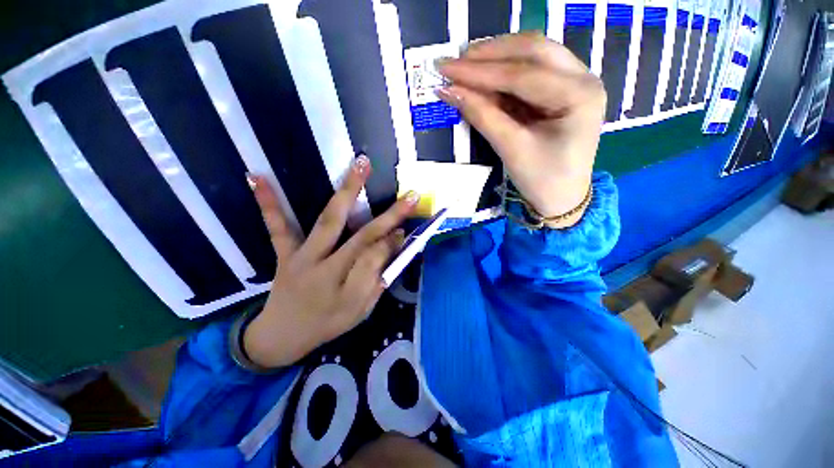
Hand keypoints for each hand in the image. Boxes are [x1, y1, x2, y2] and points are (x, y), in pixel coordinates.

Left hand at [244, 156, 418, 368]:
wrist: (282, 337)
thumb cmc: (327, 324)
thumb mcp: (359, 310)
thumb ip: (376, 278)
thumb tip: (393, 243)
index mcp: (345, 289)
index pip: (377, 258)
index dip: (392, 242)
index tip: (406, 229)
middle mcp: (325, 268)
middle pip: (361, 237)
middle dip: (388, 215)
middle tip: (409, 195)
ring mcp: (301, 257)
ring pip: (328, 221)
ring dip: (347, 192)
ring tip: (360, 164)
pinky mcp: (284, 253)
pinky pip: (277, 227)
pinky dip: (268, 203)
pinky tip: (256, 177)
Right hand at [438, 32, 604, 227]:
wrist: (562, 199)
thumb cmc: (542, 180)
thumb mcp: (511, 150)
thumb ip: (482, 116)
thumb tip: (449, 91)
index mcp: (579, 96)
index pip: (522, 74)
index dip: (480, 72)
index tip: (447, 68)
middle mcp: (583, 78)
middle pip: (533, 51)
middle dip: (491, 54)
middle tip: (457, 60)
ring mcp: (574, 82)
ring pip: (532, 55)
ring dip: (497, 58)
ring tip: (466, 64)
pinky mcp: (561, 91)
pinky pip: (530, 72)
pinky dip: (504, 74)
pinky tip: (483, 78)